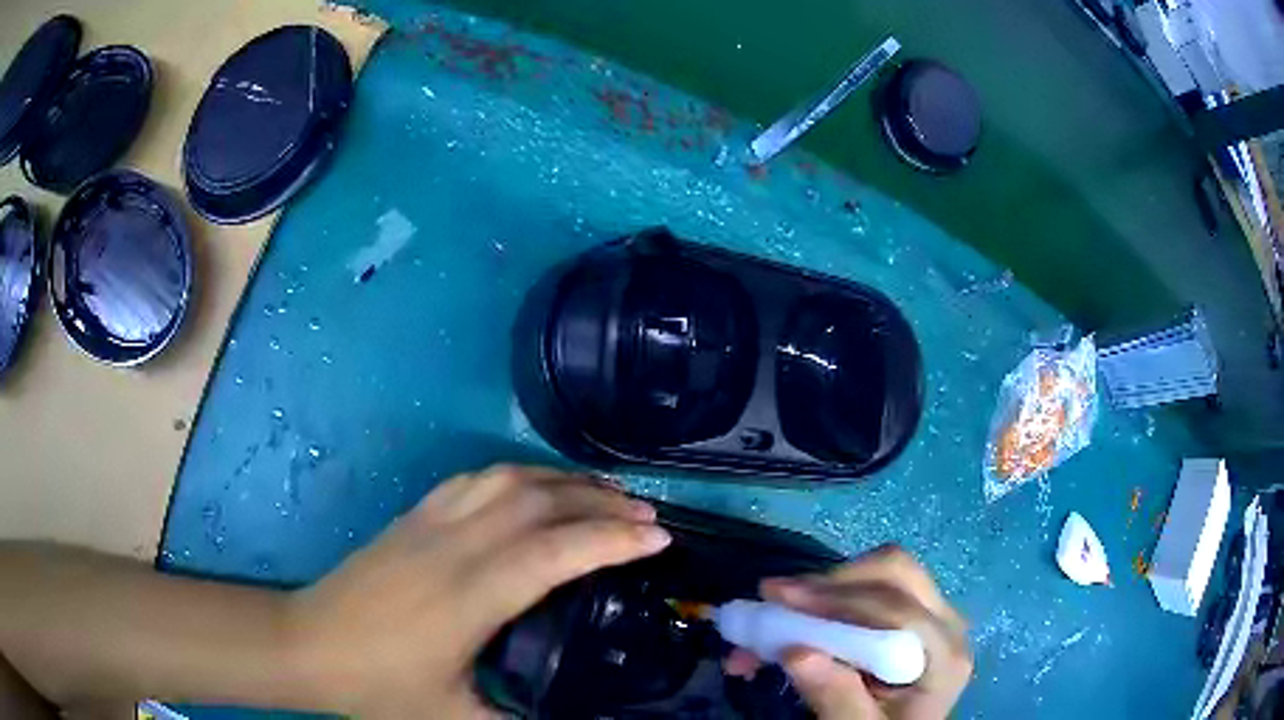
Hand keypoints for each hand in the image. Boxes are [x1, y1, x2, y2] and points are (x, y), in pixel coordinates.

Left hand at [284, 465, 669, 718]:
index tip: (658, 538)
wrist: (307, 645)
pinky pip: (475, 479)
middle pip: (539, 502)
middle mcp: (455, 546)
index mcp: (470, 595)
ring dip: (562, 479)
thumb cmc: (377, 686)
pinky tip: (533, 487)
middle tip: (647, 515)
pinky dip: (517, 475)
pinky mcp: (412, 516)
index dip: (612, 540)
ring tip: (603, 493)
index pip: (556, 552)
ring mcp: (429, 523)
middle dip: (601, 503)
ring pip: (507, 479)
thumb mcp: (453, 718)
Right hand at [730, 545, 971, 718]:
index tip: (777, 600)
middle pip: (895, 573)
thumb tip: (796, 651)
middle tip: (776, 597)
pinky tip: (793, 619)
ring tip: (773, 612)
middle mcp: (945, 623)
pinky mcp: (909, 616)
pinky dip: (827, 598)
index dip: (838, 598)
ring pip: (881, 573)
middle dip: (831, 581)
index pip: (896, 609)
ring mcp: (930, 615)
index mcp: (944, 655)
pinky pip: (870, 589)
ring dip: (824, 588)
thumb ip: (836, 697)